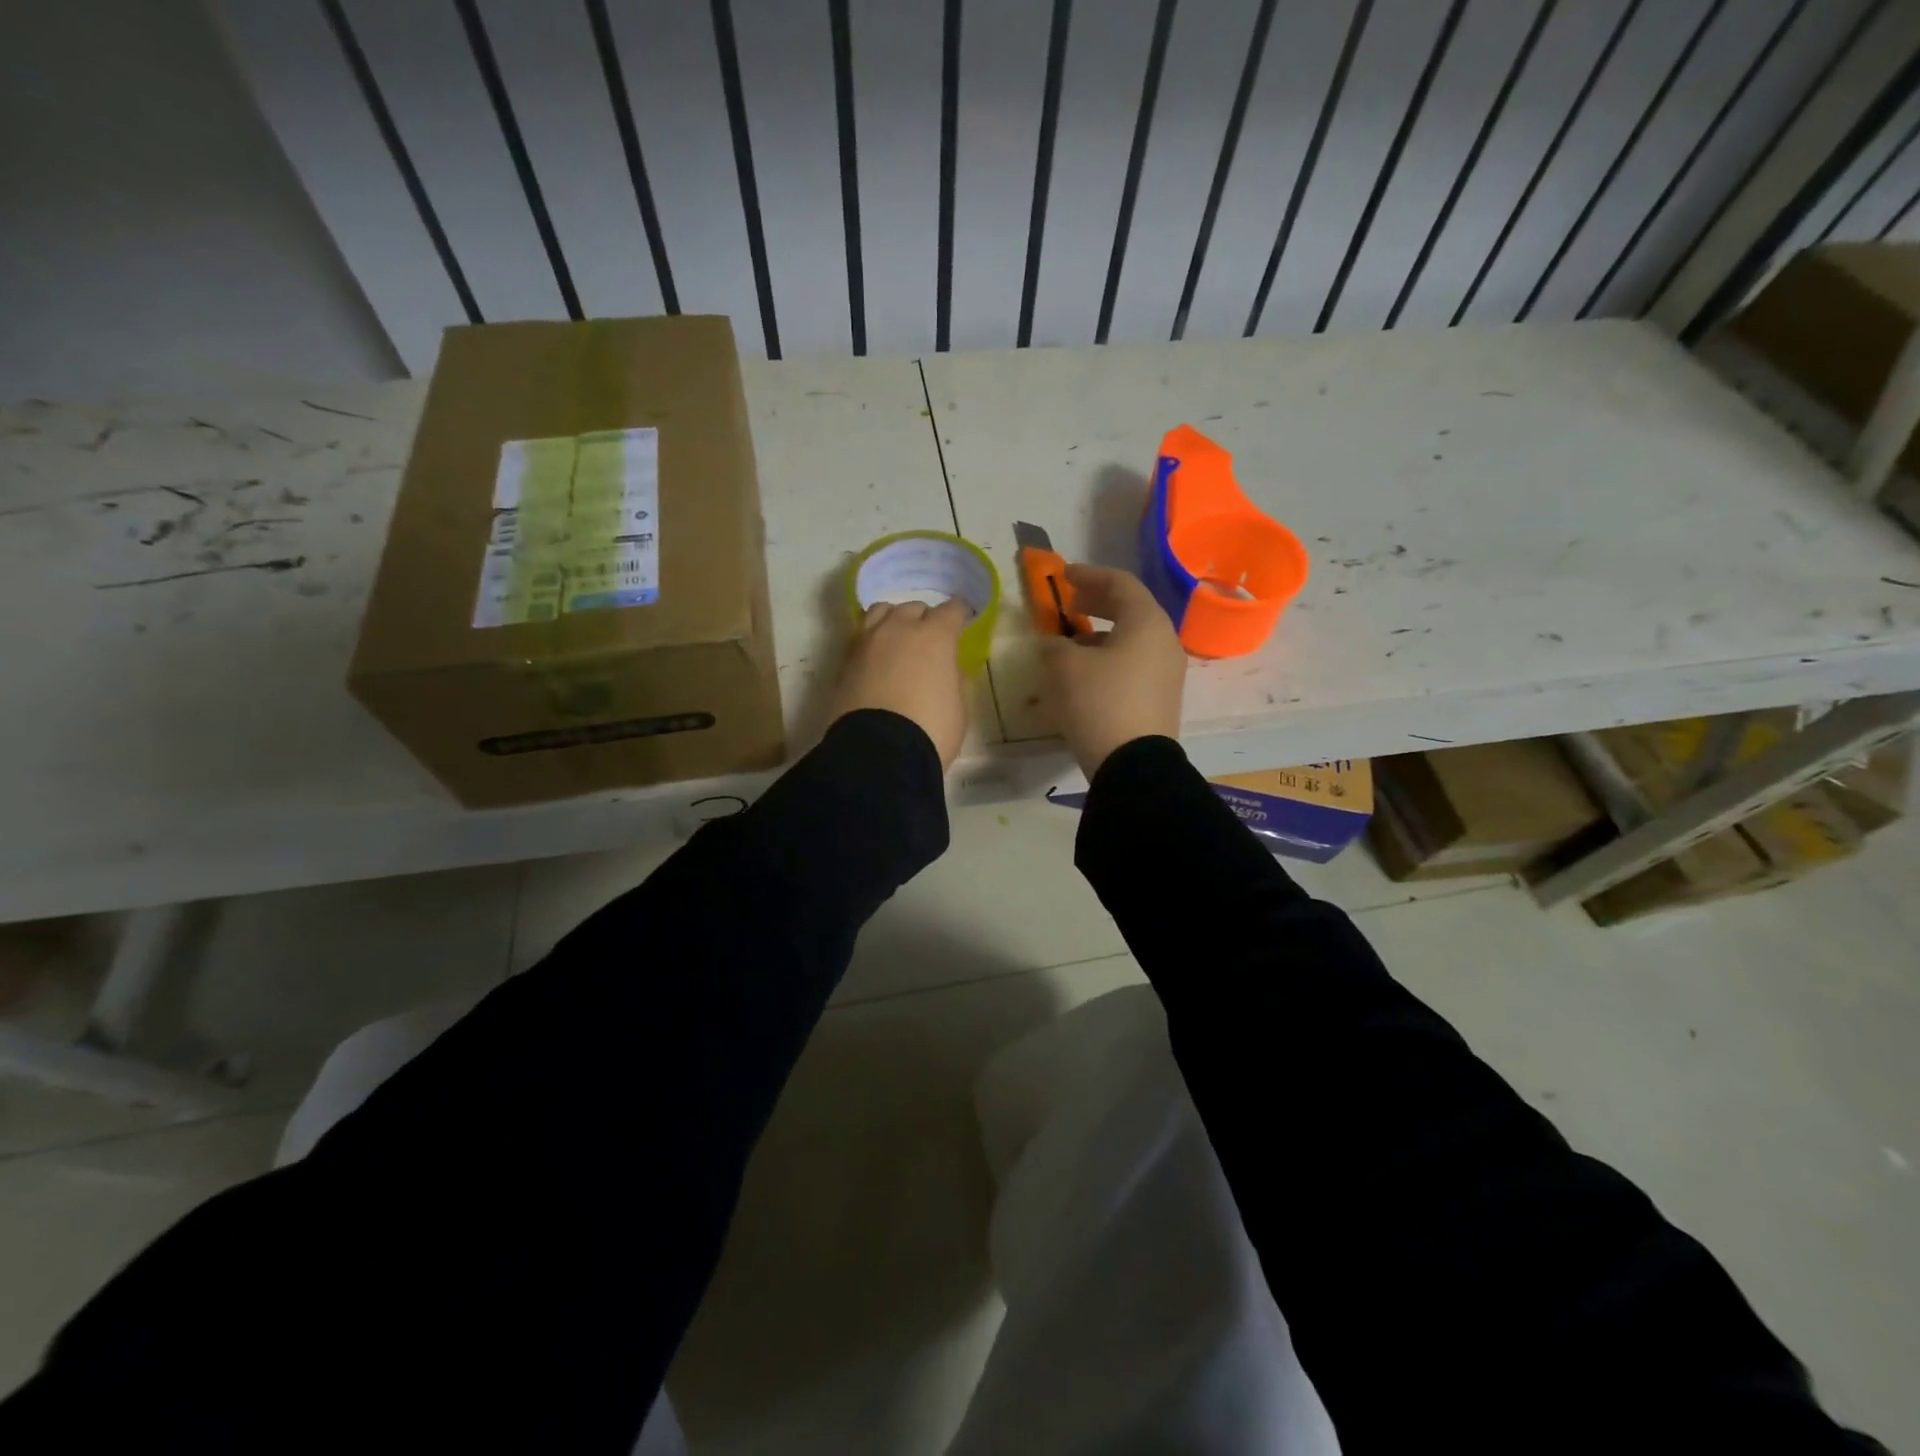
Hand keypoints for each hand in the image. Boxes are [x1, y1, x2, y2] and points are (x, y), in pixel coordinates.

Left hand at [830, 598, 971, 768]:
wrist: (877, 753)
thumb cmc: (930, 731)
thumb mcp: (958, 708)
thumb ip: (954, 681)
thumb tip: (948, 670)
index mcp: (934, 637)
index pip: (951, 610)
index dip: (959, 615)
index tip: (962, 623)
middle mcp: (899, 630)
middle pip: (913, 608)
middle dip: (924, 619)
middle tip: (929, 640)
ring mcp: (867, 643)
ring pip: (881, 613)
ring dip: (893, 621)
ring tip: (898, 640)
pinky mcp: (845, 662)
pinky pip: (862, 638)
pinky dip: (873, 643)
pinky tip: (878, 660)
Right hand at [1040, 564, 1186, 778]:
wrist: (1134, 765)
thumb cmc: (1098, 701)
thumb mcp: (1064, 666)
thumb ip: (1054, 644)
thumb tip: (1053, 642)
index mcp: (1147, 621)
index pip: (1120, 583)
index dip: (1089, 575)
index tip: (1064, 576)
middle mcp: (1165, 641)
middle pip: (1131, 609)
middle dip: (1098, 603)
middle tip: (1070, 605)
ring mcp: (1168, 672)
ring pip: (1133, 640)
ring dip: (1101, 635)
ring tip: (1071, 643)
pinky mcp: (1162, 699)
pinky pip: (1135, 665)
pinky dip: (1110, 658)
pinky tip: (1087, 674)